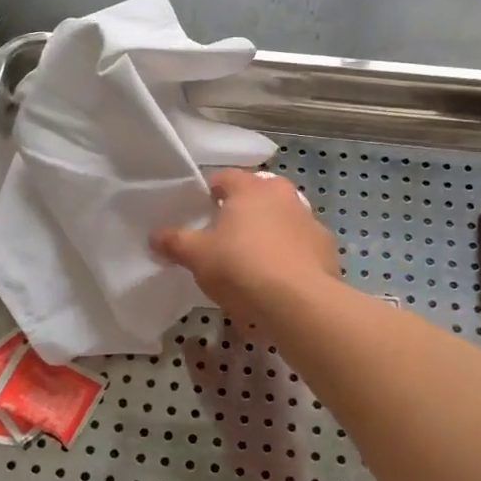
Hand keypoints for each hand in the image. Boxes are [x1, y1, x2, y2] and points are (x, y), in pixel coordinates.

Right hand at [152, 168, 340, 320]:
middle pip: (256, 196)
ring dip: (268, 234)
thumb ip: (174, 242)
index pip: (224, 178)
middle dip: (241, 213)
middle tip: (223, 239)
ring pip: (281, 221)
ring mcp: (309, 220)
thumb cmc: (241, 267)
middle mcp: (283, 195)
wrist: (299, 302)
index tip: (200, 215)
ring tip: (251, 264)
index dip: (209, 194)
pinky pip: (300, 247)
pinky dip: (288, 257)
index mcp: (251, 188)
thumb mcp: (197, 256)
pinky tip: (277, 282)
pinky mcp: (326, 248)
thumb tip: (154, 236)